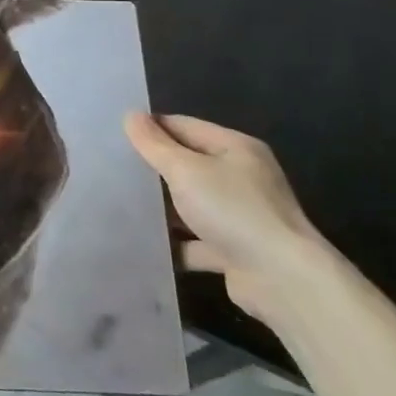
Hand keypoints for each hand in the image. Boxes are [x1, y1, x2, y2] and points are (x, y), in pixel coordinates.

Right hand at [124, 112, 326, 326]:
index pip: (184, 126)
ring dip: (162, 208)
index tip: (114, 136)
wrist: (283, 280)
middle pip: (188, 165)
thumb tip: (130, 115)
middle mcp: (241, 178)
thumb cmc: (233, 211)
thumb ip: (154, 144)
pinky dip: (175, 243)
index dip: (151, 128)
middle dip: (153, 169)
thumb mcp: (186, 170)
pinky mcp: (235, 251)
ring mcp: (240, 216)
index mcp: (236, 149)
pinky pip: (196, 241)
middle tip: (112, 169)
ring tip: (119, 204)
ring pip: (190, 205)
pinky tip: (143, 243)